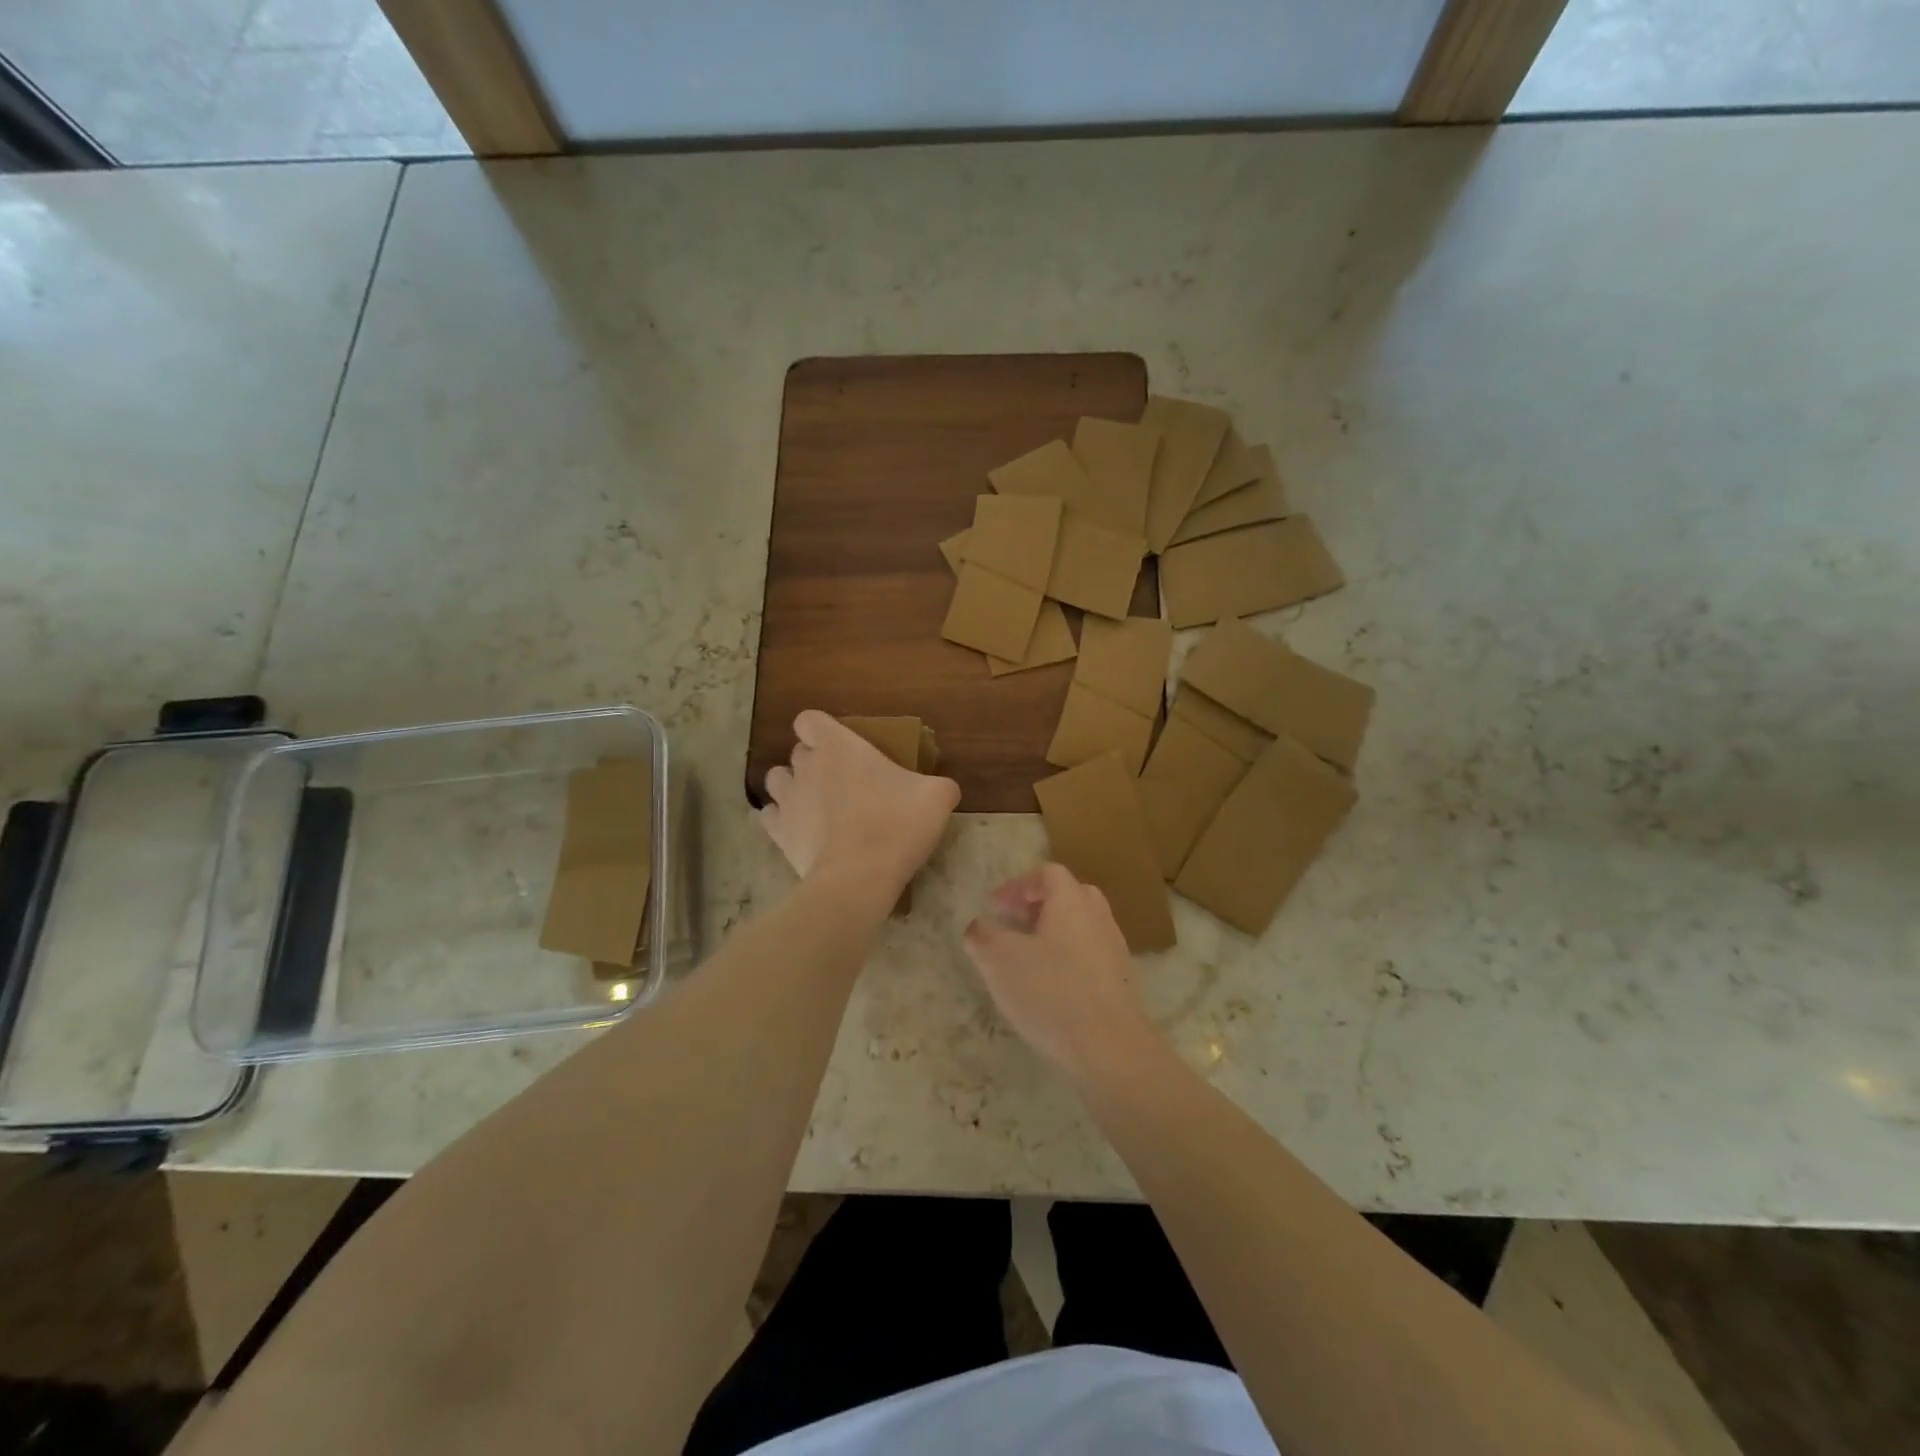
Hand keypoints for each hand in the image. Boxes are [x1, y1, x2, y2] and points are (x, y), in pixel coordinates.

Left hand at [760, 711, 959, 898]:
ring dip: (793, 786)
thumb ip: (939, 786)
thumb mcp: (937, 798)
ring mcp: (788, 800)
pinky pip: (771, 816)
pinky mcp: (778, 833)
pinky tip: (801, 830)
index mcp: (839, 746)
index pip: (809, 720)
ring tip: (816, 804)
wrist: (859, 876)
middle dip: (814, 761)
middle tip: (843, 781)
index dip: (821, 729)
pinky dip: (782, 819)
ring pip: (777, 780)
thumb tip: (944, 789)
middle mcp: (806, 766)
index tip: (840, 745)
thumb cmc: (897, 824)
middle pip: (798, 752)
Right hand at [963, 863, 1163, 1086]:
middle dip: (1038, 906)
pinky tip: (1051, 988)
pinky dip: (1068, 959)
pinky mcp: (1121, 980)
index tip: (995, 906)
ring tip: (1027, 960)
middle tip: (1014, 925)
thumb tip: (979, 926)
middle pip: (1068, 895)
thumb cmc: (1051, 992)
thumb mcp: (1000, 960)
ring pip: (1080, 927)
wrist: (1111, 1047)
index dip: (1017, 885)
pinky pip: (1090, 955)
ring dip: (1053, 934)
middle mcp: (1098, 916)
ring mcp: (1114, 948)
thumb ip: (983, 935)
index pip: (1047, 873)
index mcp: (1071, 900)